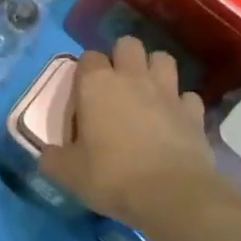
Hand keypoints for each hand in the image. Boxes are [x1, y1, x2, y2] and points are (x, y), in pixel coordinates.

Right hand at [43, 37, 215, 226]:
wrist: (171, 195)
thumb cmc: (111, 176)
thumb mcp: (68, 173)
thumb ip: (53, 159)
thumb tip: (46, 155)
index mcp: (96, 84)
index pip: (88, 57)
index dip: (85, 72)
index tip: (83, 95)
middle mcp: (132, 77)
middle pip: (128, 44)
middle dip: (123, 57)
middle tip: (117, 86)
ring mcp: (167, 92)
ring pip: (163, 59)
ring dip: (155, 71)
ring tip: (148, 93)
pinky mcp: (193, 113)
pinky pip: (188, 96)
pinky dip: (181, 104)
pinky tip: (175, 120)